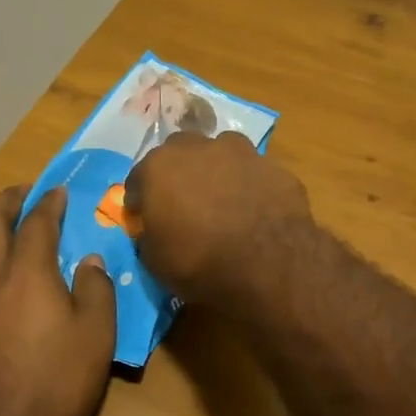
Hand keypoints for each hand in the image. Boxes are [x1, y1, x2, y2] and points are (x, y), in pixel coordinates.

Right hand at [125, 131, 311, 307]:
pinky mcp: (276, 168)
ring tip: (223, 201)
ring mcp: (242, 153)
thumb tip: (154, 228)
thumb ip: (149, 234)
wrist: (271, 267)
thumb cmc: (200, 264)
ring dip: (217, 170)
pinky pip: (254, 173)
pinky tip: (256, 211)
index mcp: (161, 166)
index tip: (145, 218)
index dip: (141, 199)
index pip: (139, 178)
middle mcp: (199, 147)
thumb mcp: (155, 261)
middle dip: (178, 173)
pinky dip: (250, 186)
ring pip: (222, 153)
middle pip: (180, 152)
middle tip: (184, 203)